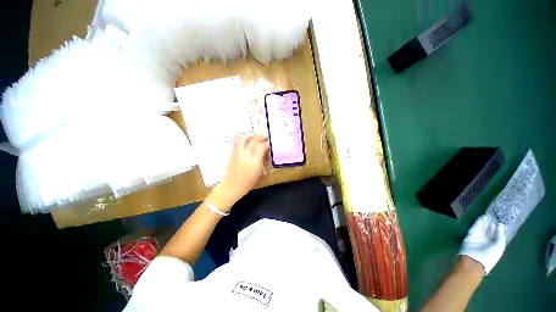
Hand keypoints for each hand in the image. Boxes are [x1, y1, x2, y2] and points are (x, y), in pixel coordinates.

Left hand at [209, 134, 268, 210]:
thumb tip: (265, 151)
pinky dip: (243, 139)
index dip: (267, 143)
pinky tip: (247, 140)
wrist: (232, 186)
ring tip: (255, 136)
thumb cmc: (248, 182)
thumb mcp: (259, 172)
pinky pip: (237, 142)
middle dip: (260, 136)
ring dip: (251, 135)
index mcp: (254, 161)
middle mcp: (246, 154)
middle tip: (265, 136)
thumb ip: (262, 160)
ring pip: (244, 138)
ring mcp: (238, 153)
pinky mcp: (232, 153)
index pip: (261, 147)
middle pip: (253, 140)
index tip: (270, 142)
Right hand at [458, 214, 505, 274]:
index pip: (496, 235)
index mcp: (494, 245)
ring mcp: (478, 238)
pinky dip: (479, 222)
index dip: (498, 228)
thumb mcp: (498, 247)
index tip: (500, 220)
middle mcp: (486, 241)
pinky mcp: (470, 235)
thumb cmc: (489, 257)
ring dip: (485, 222)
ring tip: (489, 215)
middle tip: (494, 215)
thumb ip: (500, 236)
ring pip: (482, 228)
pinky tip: (483, 217)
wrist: (474, 261)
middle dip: (491, 224)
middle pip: (489, 231)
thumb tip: (500, 225)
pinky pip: (475, 227)